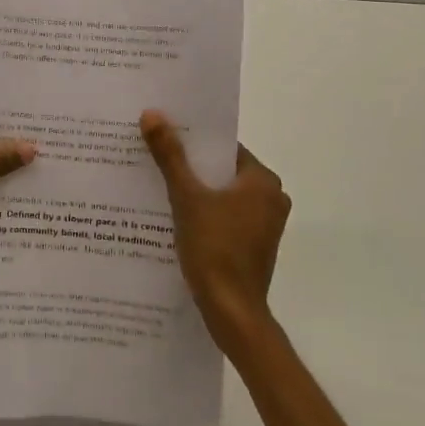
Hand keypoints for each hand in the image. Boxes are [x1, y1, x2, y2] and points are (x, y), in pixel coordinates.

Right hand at [140, 110, 289, 346]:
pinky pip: (226, 217)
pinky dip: (205, 214)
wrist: (231, 311)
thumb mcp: (186, 197)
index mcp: (262, 180)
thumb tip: (152, 114)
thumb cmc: (214, 248)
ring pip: (224, 196)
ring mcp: (265, 225)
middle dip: (191, 166)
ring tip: (158, 185)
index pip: (224, 148)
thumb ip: (170, 155)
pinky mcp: (254, 246)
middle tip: (155, 157)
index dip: (193, 142)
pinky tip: (175, 216)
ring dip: (196, 191)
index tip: (164, 137)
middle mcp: (272, 198)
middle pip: (223, 171)